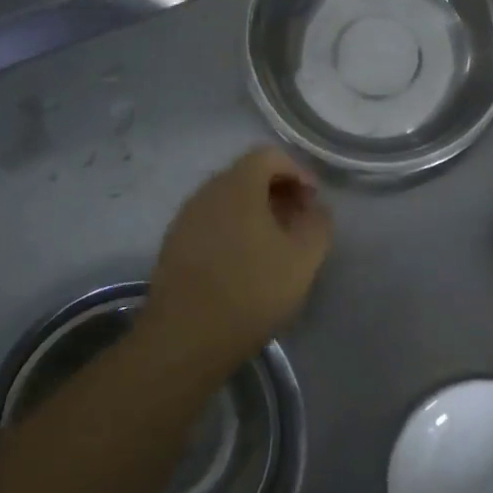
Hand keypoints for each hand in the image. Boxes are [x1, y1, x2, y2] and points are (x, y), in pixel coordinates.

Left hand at [140, 147, 332, 368]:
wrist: (186, 337)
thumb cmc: (252, 290)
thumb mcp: (304, 258)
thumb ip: (318, 224)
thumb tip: (316, 208)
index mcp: (237, 185)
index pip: (270, 155)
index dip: (298, 171)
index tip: (313, 202)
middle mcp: (206, 192)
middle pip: (247, 175)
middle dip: (278, 192)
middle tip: (300, 223)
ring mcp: (185, 219)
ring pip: (228, 201)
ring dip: (256, 213)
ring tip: (276, 246)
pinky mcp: (174, 246)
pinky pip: (211, 223)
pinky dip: (234, 230)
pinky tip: (246, 264)